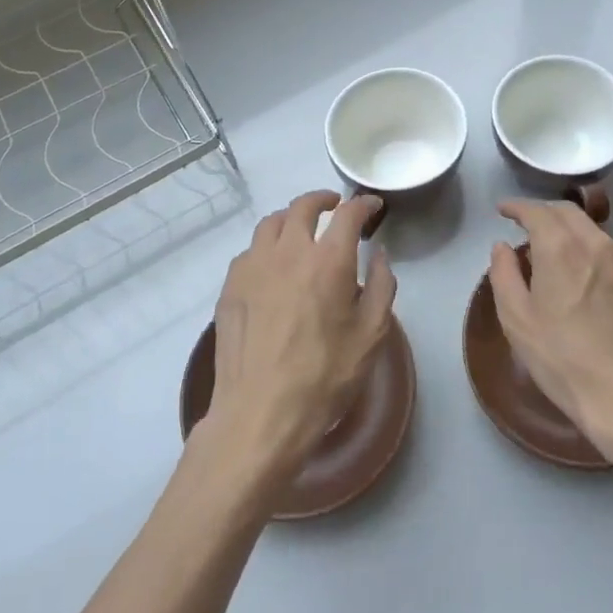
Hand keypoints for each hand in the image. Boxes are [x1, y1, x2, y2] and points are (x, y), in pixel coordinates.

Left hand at [209, 190, 396, 482]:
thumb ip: (382, 287)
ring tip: (300, 230)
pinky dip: (267, 247)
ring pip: (271, 223)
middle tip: (335, 206)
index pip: (348, 214)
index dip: (363, 204)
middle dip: (323, 199)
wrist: (260, 413)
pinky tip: (272, 266)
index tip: (372, 205)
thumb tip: (380, 255)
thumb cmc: (325, 376)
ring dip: (291, 218)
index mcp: (328, 261)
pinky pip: (250, 251)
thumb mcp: (371, 335)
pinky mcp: (230, 287)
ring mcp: (253, 266)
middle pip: (303, 206)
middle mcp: (288, 252)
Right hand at [490, 199, 612, 458]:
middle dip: (545, 212)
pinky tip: (592, 284)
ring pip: (595, 234)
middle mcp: (597, 245)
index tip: (504, 211)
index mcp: (560, 248)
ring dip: (572, 234)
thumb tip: (503, 247)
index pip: (536, 211)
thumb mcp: (516, 320)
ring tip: (559, 254)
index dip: (517, 207)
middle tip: (528, 225)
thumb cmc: (562, 359)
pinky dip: (597, 259)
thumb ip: (504, 274)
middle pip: (569, 213)